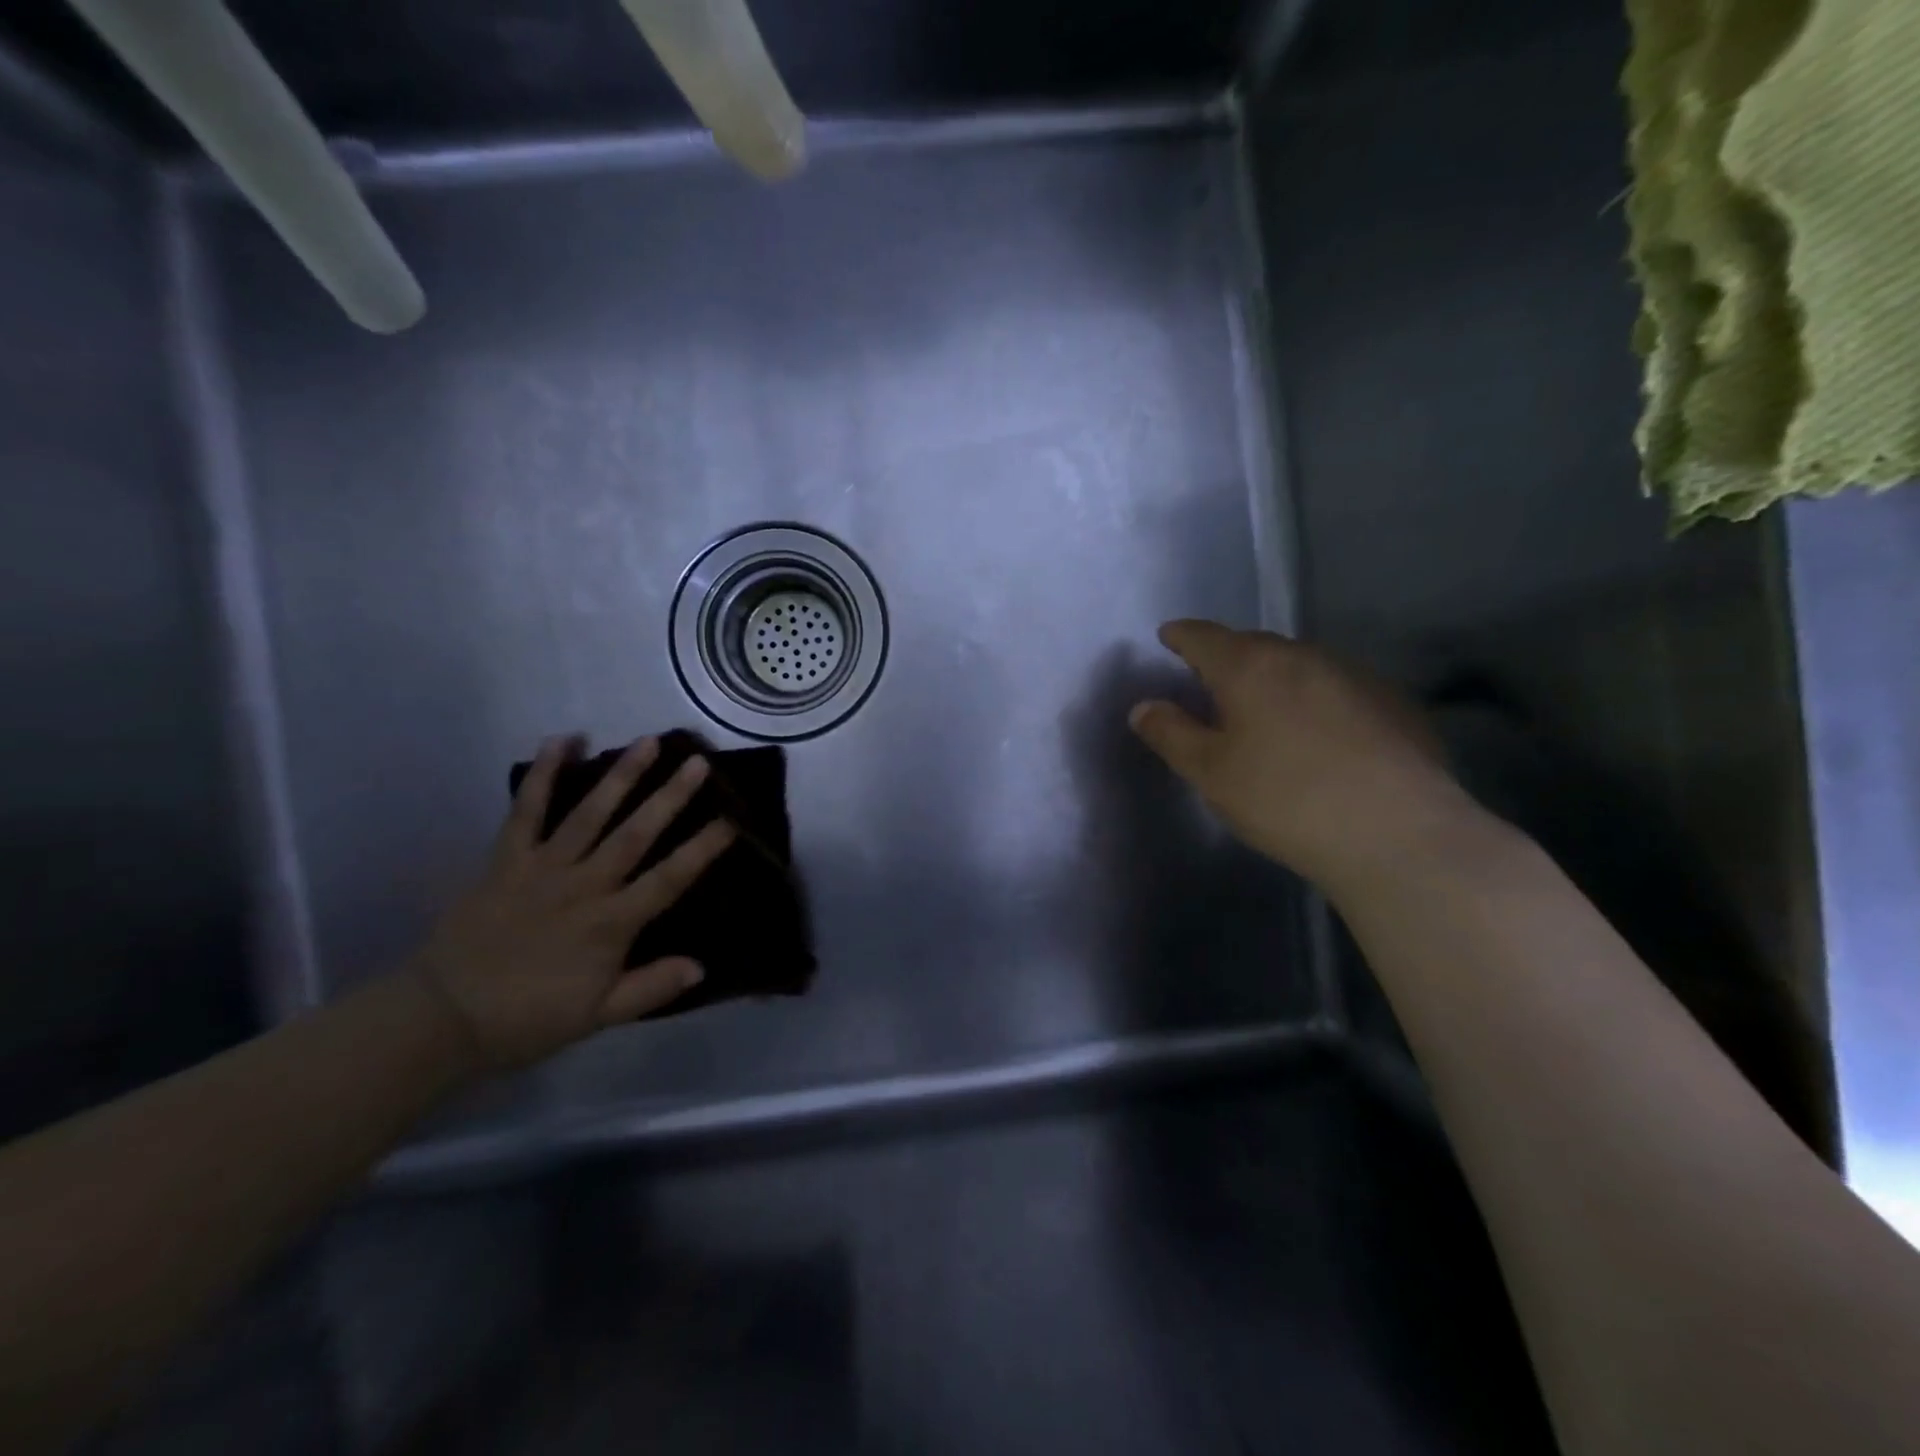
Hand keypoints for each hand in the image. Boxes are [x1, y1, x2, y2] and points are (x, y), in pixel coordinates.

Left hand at [409, 736, 736, 1071]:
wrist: (442, 1016)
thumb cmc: (528, 1018)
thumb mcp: (598, 1015)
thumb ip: (650, 988)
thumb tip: (701, 966)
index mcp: (610, 924)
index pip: (668, 879)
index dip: (701, 850)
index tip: (731, 821)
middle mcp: (583, 886)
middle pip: (635, 835)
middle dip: (670, 797)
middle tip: (697, 763)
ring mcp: (543, 867)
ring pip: (590, 814)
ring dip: (621, 776)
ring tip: (648, 742)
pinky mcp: (507, 859)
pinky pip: (526, 811)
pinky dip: (543, 775)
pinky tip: (561, 740)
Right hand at [1129, 621, 1478, 894]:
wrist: (1397, 833)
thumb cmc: (1284, 799)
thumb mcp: (1211, 773)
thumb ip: (1172, 734)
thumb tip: (1144, 706)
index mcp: (1250, 667)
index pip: (1204, 636)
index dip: (1182, 635)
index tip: (1169, 636)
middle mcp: (1302, 657)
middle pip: (1254, 645)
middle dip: (1228, 657)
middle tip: (1212, 681)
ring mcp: (1354, 675)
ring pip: (1299, 665)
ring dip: (1275, 678)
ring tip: (1266, 709)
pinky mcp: (1393, 702)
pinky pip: (1337, 688)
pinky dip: (1315, 699)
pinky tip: (1322, 735)